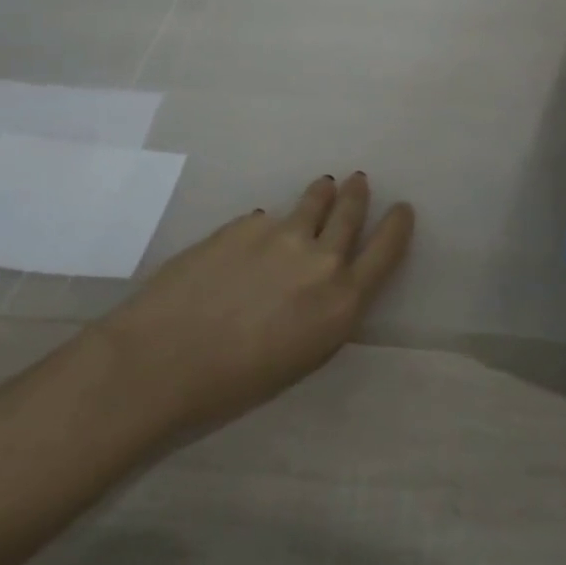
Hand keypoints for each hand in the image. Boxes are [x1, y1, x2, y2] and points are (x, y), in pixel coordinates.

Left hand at [103, 173, 413, 437]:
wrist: (163, 359)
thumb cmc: (234, 383)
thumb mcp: (302, 357)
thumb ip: (323, 311)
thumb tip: (320, 279)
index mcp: (341, 302)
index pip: (386, 251)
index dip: (398, 226)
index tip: (403, 209)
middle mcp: (321, 260)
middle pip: (350, 214)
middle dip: (358, 195)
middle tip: (360, 181)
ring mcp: (281, 234)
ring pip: (313, 201)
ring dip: (323, 193)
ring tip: (325, 185)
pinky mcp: (244, 224)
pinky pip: (266, 219)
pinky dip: (269, 226)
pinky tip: (254, 240)